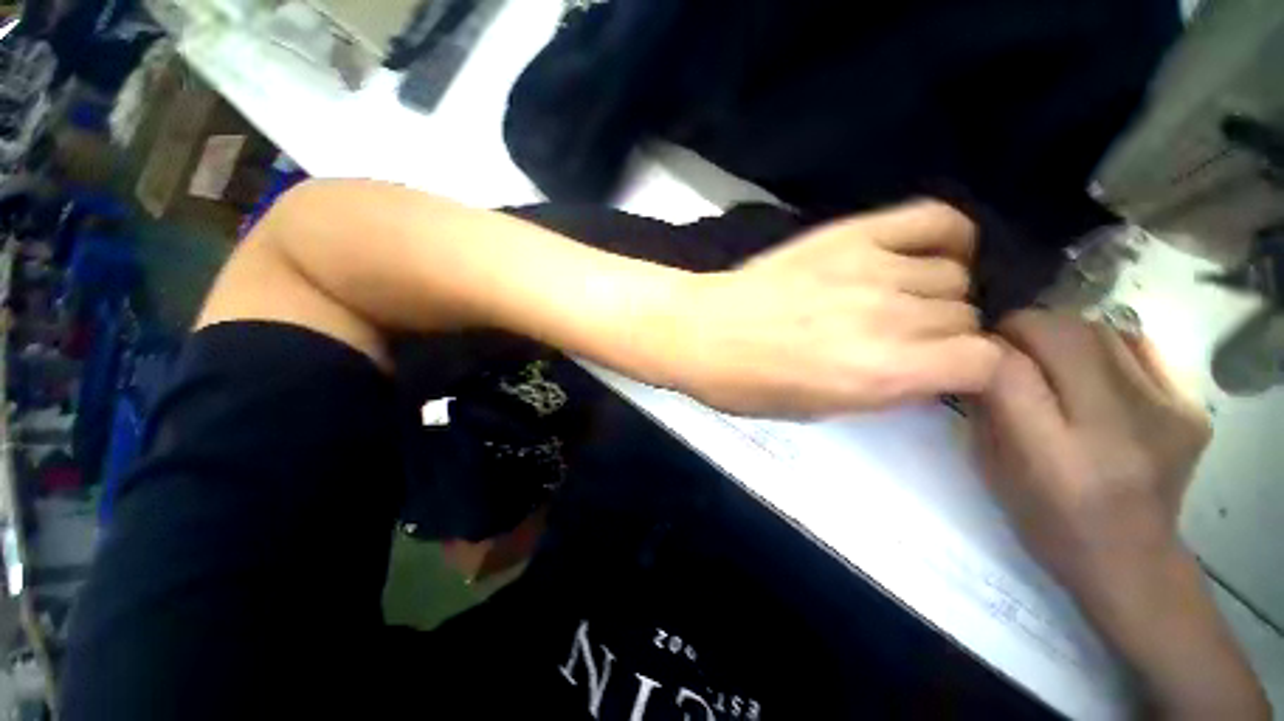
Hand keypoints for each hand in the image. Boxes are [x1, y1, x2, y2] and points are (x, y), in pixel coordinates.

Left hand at [669, 201, 1000, 416]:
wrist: (701, 331)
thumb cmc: (747, 383)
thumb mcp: (817, 410)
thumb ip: (881, 389)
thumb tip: (924, 369)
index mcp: (880, 373)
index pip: (983, 362)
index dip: (970, 370)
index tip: (944, 370)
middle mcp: (890, 318)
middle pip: (965, 316)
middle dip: (943, 335)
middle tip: (904, 338)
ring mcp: (873, 267)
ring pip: (953, 274)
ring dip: (935, 293)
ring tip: (899, 301)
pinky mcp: (852, 234)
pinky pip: (933, 219)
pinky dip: (946, 236)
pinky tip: (923, 254)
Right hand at [975, 310, 1208, 588]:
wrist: (1132, 559)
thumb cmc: (1047, 522)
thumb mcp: (993, 468)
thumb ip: (986, 407)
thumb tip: (980, 355)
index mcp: (1054, 456)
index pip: (1010, 370)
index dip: (986, 346)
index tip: (972, 345)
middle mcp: (1116, 430)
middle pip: (1063, 336)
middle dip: (1023, 325)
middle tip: (1007, 339)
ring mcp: (1165, 415)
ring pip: (1101, 331)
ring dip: (1062, 332)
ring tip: (1049, 354)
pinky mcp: (1191, 408)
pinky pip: (1139, 346)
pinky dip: (1105, 344)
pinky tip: (1093, 366)